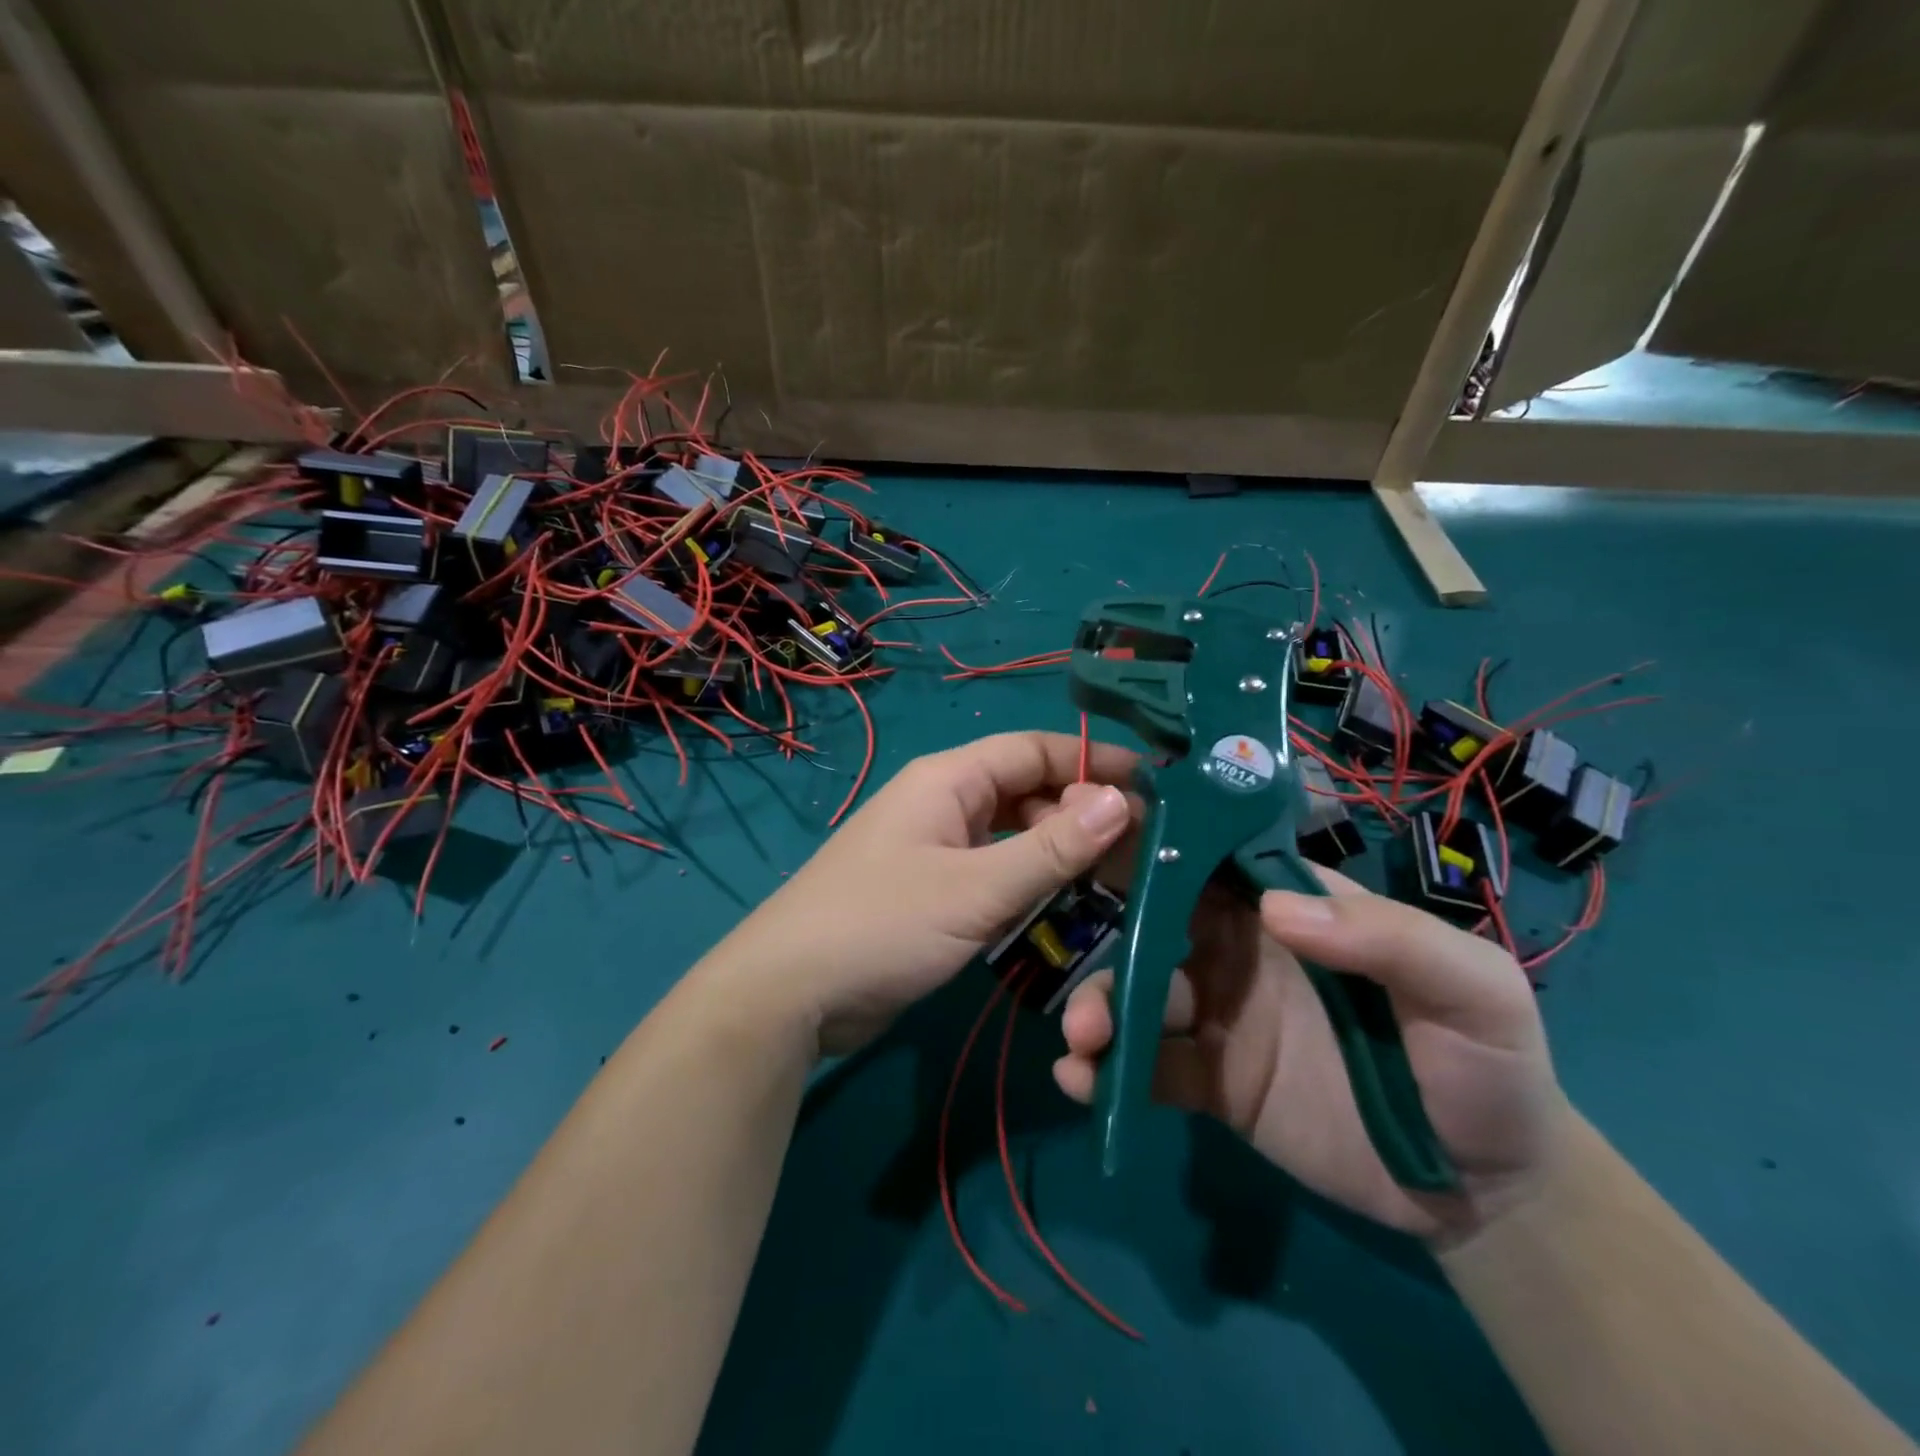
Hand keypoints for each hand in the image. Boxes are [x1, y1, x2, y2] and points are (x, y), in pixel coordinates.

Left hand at [715, 732, 1138, 1057]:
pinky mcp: (933, 893)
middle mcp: (945, 805)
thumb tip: (1121, 801)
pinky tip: (1065, 913)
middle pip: (1028, 794)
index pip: (1034, 751)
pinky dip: (1031, 888)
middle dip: (1082, 817)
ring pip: (1015, 838)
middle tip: (1142, 854)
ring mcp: (937, 850)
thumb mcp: (976, 888)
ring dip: (1060, 857)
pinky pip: (995, 876)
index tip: (1153, 786)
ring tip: (1116, 887)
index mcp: (949, 780)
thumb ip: (1051, 849)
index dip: (1092, 762)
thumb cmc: (883, 924)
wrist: (791, 993)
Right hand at [1052, 870, 1569, 1244]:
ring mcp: (1220, 1016)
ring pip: (1140, 994)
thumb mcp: (1473, 988)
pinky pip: (1148, 1067)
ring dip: (1101, 1006)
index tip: (1094, 831)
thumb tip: (1272, 909)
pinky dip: (1109, 1071)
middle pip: (1155, 923)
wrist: (1484, 1190)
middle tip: (1082, 943)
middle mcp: (1240, 951)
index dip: (1156, 841)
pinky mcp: (1210, 1080)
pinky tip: (1084, 1083)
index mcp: (1289, 908)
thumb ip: (1390, 939)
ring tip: (1083, 1038)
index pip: (1212, 857)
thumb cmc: (1488, 1063)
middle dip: (1111, 929)